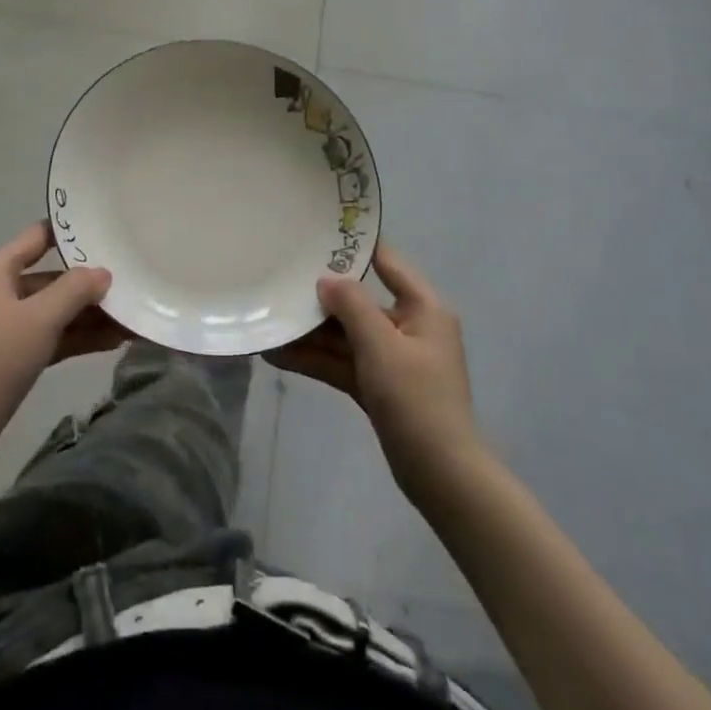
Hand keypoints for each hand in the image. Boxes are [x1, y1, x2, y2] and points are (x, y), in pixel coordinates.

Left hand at [0, 221, 127, 464]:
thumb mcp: (40, 319)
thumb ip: (75, 289)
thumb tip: (103, 273)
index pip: (37, 237)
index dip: (70, 232)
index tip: (106, 230)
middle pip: (50, 278)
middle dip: (88, 285)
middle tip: (130, 284)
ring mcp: (2, 326)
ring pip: (52, 311)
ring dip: (88, 315)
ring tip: (130, 318)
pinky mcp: (9, 357)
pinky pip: (48, 336)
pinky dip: (76, 337)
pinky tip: (112, 341)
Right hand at [266, 242, 483, 498]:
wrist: (442, 477)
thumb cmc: (417, 399)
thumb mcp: (381, 346)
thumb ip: (352, 306)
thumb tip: (326, 279)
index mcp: (423, 307)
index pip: (386, 261)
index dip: (354, 246)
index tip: (316, 232)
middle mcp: (409, 325)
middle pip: (359, 301)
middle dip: (320, 298)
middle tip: (280, 280)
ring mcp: (392, 358)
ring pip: (346, 335)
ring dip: (311, 333)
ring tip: (268, 322)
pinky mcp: (379, 386)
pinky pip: (343, 362)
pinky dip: (316, 359)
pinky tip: (278, 355)